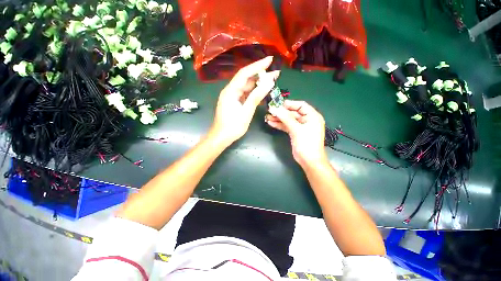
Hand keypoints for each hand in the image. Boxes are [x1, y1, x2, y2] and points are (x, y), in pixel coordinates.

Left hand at [210, 56, 279, 145]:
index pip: (245, 73)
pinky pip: (245, 94)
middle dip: (260, 74)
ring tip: (272, 80)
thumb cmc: (232, 126)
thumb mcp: (246, 112)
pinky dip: (254, 92)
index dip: (258, 66)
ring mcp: (232, 96)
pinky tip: (262, 91)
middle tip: (275, 72)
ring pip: (246, 86)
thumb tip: (269, 82)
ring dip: (258, 83)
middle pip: (246, 79)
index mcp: (231, 91)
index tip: (270, 60)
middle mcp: (230, 90)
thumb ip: (256, 96)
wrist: (221, 137)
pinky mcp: (234, 102)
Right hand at [266, 100, 327, 167]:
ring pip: (288, 120)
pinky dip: (279, 125)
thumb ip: (286, 118)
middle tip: (270, 111)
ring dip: (278, 118)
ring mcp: (300, 127)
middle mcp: (306, 120)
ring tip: (267, 117)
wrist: (309, 161)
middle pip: (292, 113)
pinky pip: (286, 126)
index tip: (278, 104)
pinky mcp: (295, 133)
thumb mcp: (297, 129)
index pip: (301, 105)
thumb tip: (275, 108)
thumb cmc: (307, 144)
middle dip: (281, 112)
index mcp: (312, 116)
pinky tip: (271, 123)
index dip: (289, 104)